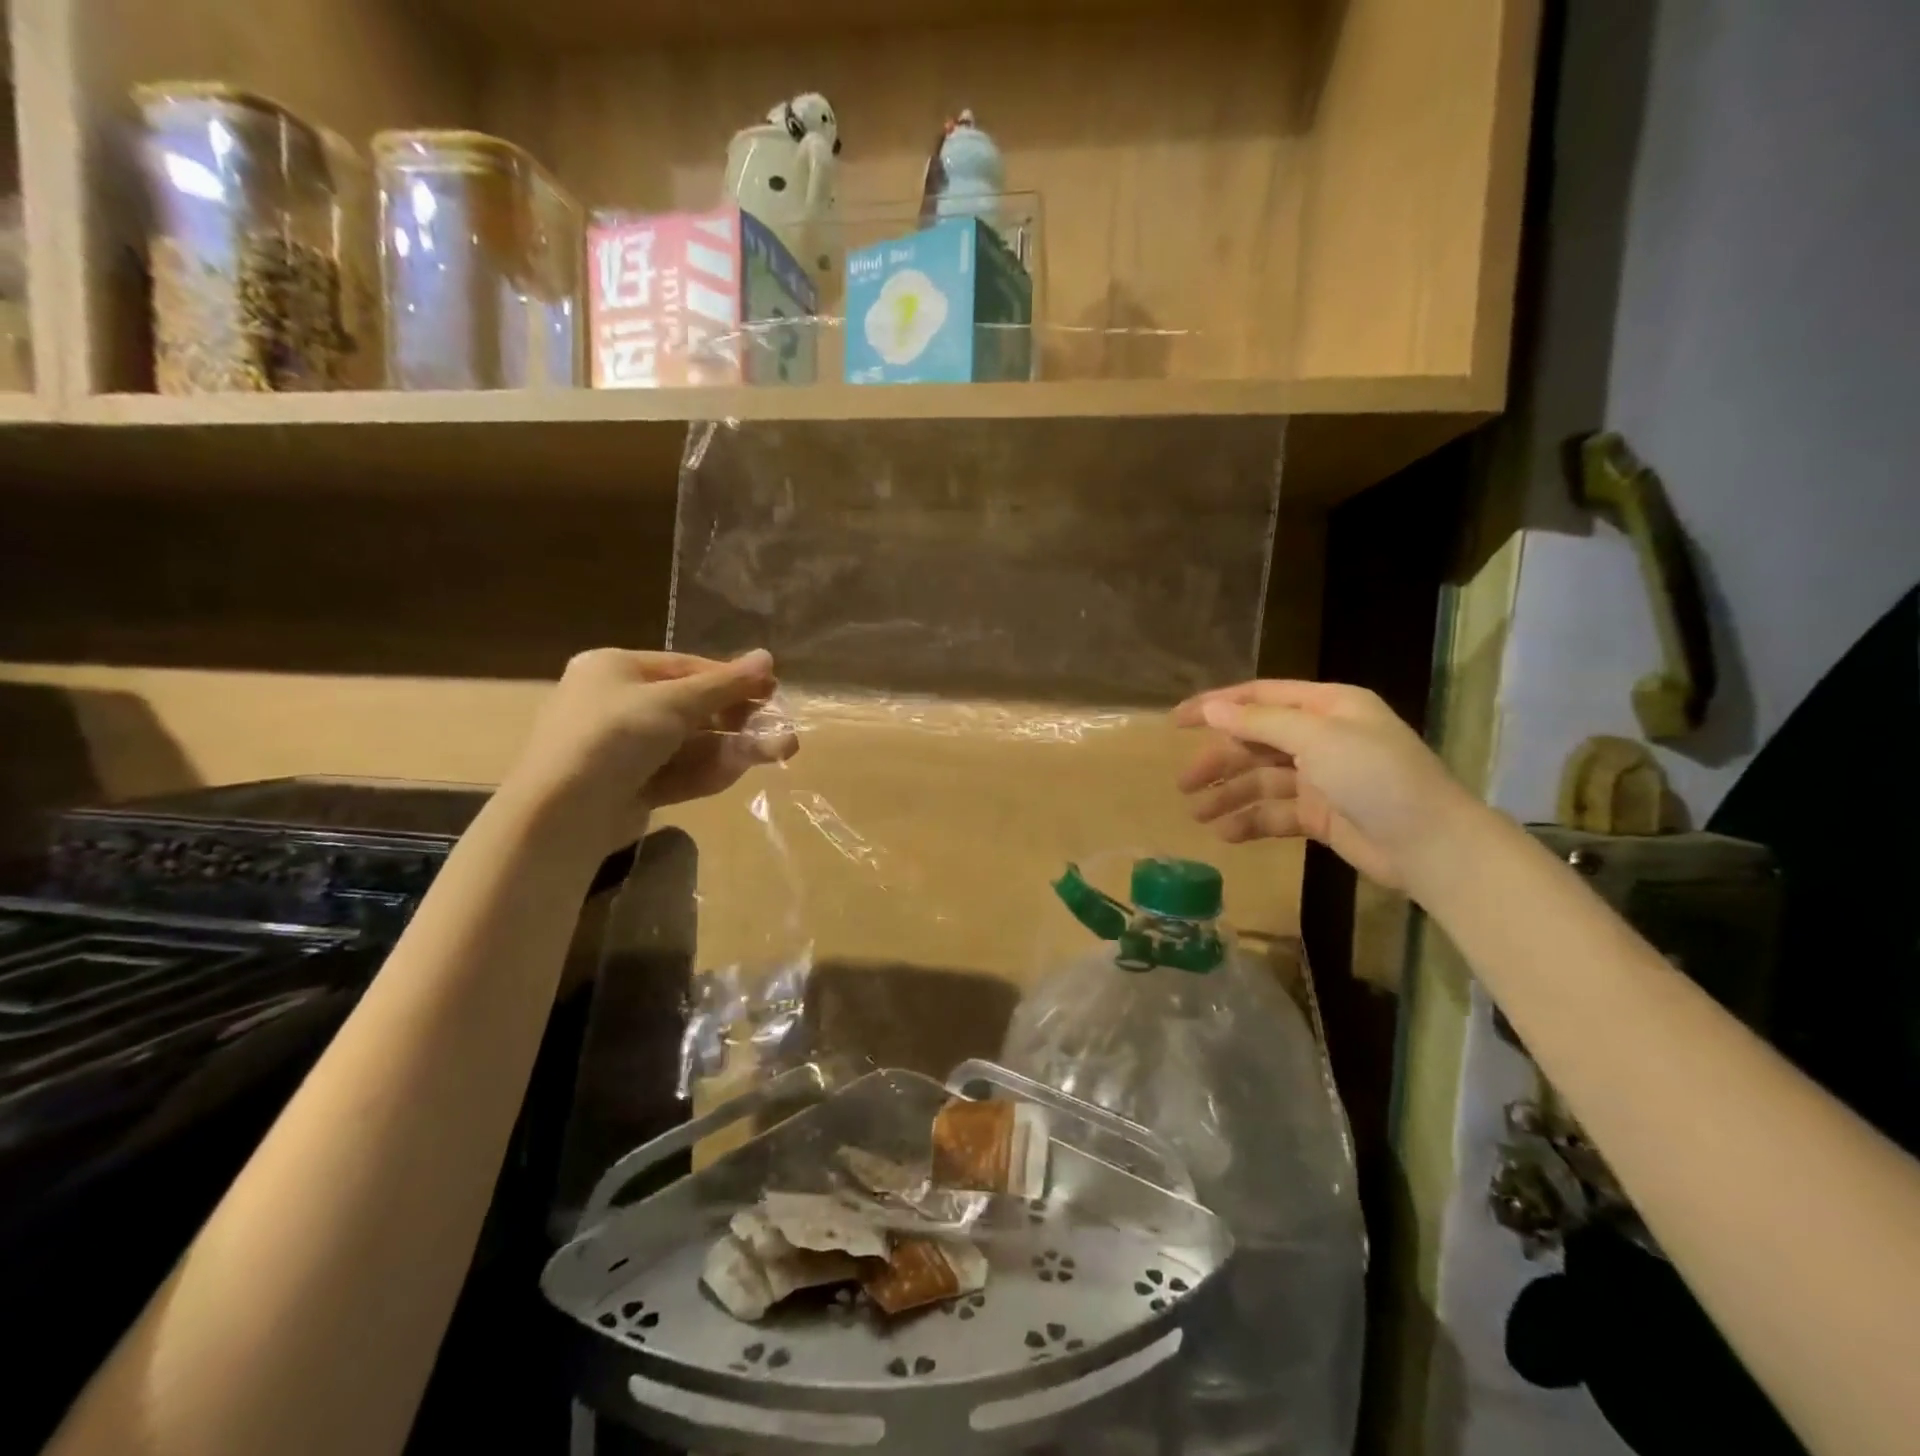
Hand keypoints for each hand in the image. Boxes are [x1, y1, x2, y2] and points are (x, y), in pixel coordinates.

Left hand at [504, 648, 796, 855]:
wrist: (562, 815)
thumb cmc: (614, 737)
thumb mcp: (674, 703)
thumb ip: (724, 684)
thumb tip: (768, 657)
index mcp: (615, 669)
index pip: (686, 668)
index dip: (731, 679)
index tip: (772, 691)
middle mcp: (616, 704)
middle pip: (692, 707)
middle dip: (739, 719)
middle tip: (781, 729)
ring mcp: (623, 749)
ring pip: (690, 743)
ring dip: (734, 746)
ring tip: (779, 751)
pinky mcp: (631, 786)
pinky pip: (677, 771)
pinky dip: (709, 769)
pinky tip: (741, 769)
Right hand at [1173, 680, 1478, 890]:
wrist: (1432, 846)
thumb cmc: (1376, 778)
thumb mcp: (1317, 739)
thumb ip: (1259, 722)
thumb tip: (1210, 708)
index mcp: (1326, 707)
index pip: (1259, 697)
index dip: (1216, 706)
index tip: (1175, 722)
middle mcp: (1321, 737)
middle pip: (1255, 741)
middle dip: (1219, 761)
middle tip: (1184, 784)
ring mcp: (1321, 778)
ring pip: (1261, 780)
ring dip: (1229, 795)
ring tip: (1198, 815)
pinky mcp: (1320, 815)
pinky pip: (1274, 812)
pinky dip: (1250, 821)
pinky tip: (1226, 834)